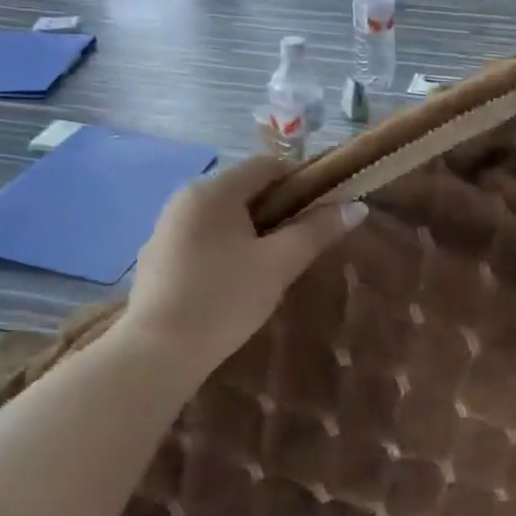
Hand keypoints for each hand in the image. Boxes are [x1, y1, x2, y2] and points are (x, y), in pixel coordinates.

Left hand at [122, 155, 366, 375]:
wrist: (158, 351)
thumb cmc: (225, 299)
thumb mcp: (279, 264)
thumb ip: (317, 231)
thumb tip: (357, 207)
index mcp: (214, 190)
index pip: (267, 165)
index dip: (301, 180)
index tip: (323, 209)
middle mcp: (185, 197)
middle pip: (244, 189)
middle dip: (278, 209)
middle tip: (301, 243)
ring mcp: (166, 226)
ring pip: (223, 215)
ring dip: (252, 230)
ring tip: (271, 265)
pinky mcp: (158, 255)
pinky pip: (202, 236)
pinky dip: (226, 246)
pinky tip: (234, 281)